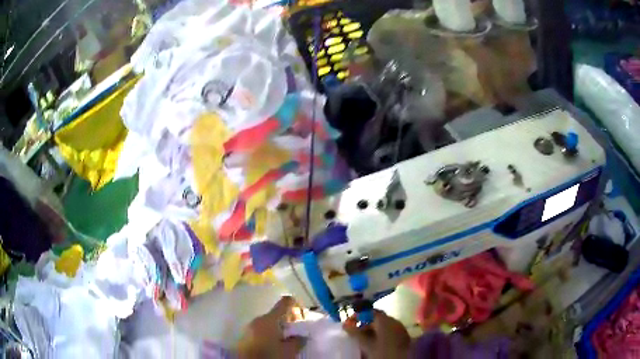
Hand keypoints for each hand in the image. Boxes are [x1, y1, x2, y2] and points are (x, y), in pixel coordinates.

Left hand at [236, 296, 306, 358]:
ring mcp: (249, 327)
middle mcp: (258, 319)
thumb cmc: (268, 355)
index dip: (295, 305)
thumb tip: (302, 336)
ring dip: (278, 329)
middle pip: (276, 314)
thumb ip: (298, 341)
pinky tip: (273, 344)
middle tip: (296, 331)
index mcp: (269, 319)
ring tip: (286, 340)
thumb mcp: (288, 351)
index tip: (302, 313)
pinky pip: (260, 331)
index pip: (284, 303)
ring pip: (268, 323)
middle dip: (287, 321)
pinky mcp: (245, 336)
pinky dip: (269, 334)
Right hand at [343, 310, 411, 358]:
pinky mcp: (403, 336)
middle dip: (364, 325)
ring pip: (383, 326)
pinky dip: (380, 335)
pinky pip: (389, 331)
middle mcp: (394, 320)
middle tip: (354, 334)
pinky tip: (375, 344)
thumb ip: (355, 333)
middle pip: (376, 319)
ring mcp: (400, 328)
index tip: (349, 323)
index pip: (370, 311)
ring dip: (372, 331)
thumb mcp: (366, 344)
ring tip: (362, 341)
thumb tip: (344, 325)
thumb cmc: (383, 351)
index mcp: (385, 320)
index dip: (359, 315)